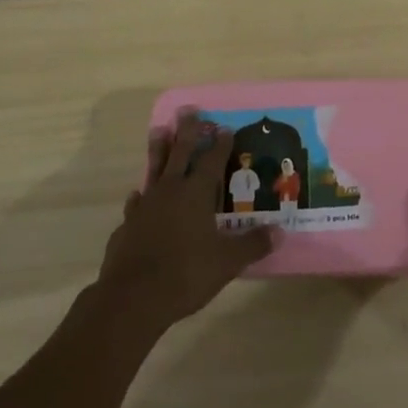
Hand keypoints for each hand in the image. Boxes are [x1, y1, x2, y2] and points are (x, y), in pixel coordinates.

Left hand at [95, 111, 275, 332]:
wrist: (132, 298)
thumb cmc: (185, 274)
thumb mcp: (227, 262)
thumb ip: (252, 244)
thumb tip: (280, 232)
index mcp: (196, 193)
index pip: (212, 161)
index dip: (221, 144)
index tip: (226, 128)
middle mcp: (170, 191)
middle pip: (180, 153)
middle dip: (187, 131)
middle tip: (189, 110)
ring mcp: (146, 206)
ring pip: (154, 169)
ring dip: (158, 150)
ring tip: (159, 130)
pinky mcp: (127, 225)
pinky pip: (136, 203)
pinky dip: (140, 196)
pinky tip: (138, 196)